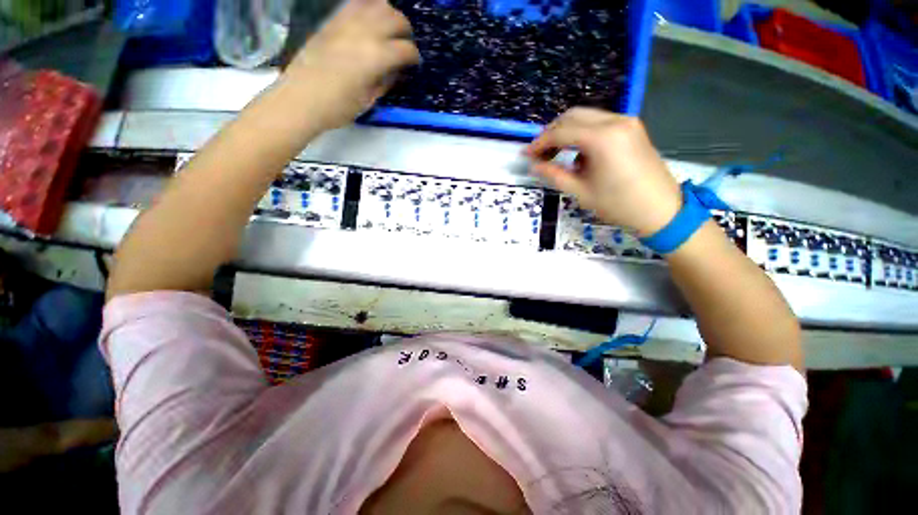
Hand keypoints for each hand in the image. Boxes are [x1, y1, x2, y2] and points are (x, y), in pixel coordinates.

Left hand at [284, 0, 419, 128]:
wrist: (300, 98)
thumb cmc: (338, 107)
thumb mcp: (369, 100)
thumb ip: (385, 81)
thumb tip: (396, 70)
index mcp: (377, 57)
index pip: (406, 49)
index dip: (414, 57)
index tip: (414, 64)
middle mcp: (364, 32)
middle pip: (395, 18)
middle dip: (405, 31)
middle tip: (404, 44)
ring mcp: (346, 22)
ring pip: (378, 3)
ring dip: (389, 14)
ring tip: (389, 29)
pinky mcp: (332, 20)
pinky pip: (355, 3)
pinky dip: (368, 8)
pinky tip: (369, 20)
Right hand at [525, 108, 682, 236]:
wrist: (661, 210)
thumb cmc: (618, 205)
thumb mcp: (580, 191)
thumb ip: (554, 174)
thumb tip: (533, 165)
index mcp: (602, 138)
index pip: (561, 132)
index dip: (539, 143)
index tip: (526, 155)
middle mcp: (615, 121)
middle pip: (573, 116)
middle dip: (551, 132)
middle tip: (538, 153)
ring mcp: (626, 122)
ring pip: (586, 117)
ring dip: (566, 132)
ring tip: (554, 154)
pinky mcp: (632, 128)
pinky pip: (599, 123)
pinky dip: (582, 134)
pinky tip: (578, 154)